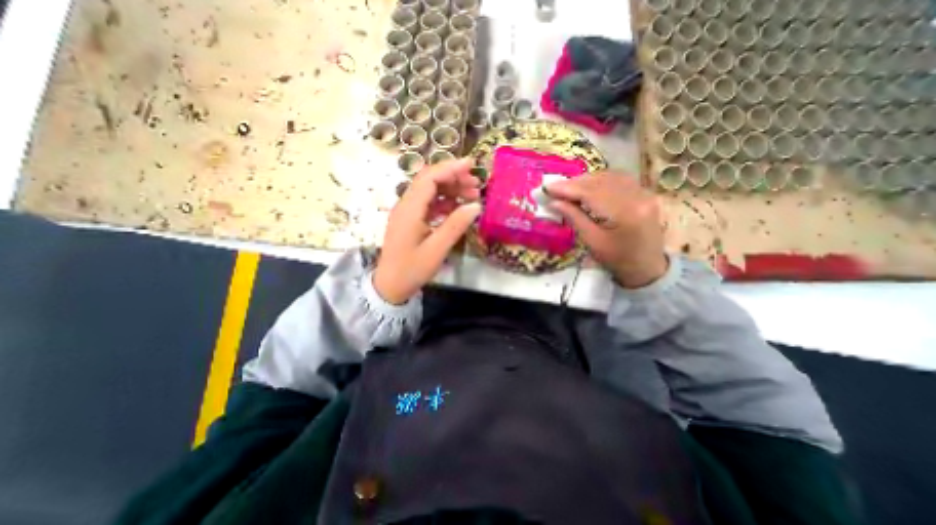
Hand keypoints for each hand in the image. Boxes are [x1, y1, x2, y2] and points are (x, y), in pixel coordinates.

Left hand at [371, 156, 482, 303]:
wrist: (390, 286)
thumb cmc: (412, 269)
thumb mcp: (437, 250)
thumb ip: (456, 226)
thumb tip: (476, 205)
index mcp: (410, 209)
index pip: (429, 178)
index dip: (450, 168)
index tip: (471, 165)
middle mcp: (406, 205)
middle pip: (429, 180)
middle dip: (453, 178)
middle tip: (476, 185)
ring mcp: (407, 212)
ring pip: (429, 191)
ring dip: (450, 189)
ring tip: (471, 196)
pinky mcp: (410, 220)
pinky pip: (428, 204)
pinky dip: (444, 202)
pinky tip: (458, 208)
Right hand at [547, 171, 669, 285]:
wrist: (648, 267)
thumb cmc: (617, 259)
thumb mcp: (592, 241)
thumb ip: (574, 218)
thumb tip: (553, 202)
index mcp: (625, 213)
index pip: (591, 192)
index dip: (567, 188)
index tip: (547, 187)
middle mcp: (638, 197)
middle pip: (600, 181)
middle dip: (575, 183)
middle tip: (554, 188)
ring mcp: (644, 193)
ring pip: (609, 176)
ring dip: (586, 180)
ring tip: (568, 188)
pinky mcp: (645, 193)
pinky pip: (619, 179)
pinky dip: (600, 180)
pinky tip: (588, 186)